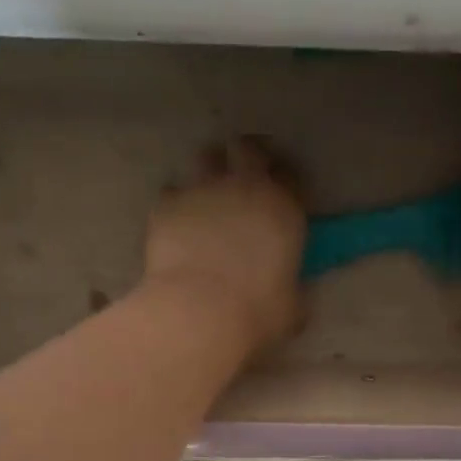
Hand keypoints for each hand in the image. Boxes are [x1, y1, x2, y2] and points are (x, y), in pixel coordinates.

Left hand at [142, 136, 306, 355]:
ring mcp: (203, 190)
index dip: (285, 181)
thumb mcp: (292, 305)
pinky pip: (172, 191)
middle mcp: (245, 187)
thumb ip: (292, 287)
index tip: (280, 194)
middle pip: (248, 148)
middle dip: (246, 156)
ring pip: (206, 157)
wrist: (200, 312)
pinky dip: (176, 203)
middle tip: (242, 175)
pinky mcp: (168, 204)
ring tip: (207, 195)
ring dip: (209, 171)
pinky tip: (175, 224)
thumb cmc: (257, 312)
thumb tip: (290, 291)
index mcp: (284, 208)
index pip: (291, 175)